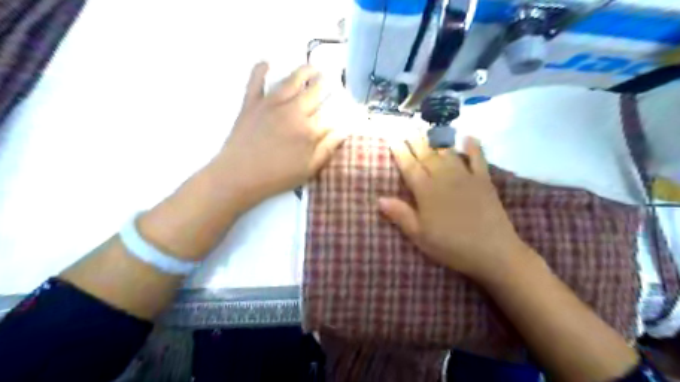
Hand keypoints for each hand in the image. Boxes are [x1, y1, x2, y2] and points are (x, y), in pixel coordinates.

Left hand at [210, 61, 347, 211]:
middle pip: (315, 91)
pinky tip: (268, 63)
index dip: (340, 109)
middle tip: (331, 82)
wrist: (238, 176)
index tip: (345, 106)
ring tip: (313, 68)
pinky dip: (261, 69)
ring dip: (305, 71)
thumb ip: (327, 148)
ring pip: (292, 80)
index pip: (331, 114)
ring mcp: (271, 104)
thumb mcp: (309, 169)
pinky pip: (256, 80)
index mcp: (309, 130)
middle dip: (326, 85)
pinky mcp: (251, 102)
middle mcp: (293, 111)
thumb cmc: (277, 176)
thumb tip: (343, 130)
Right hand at [378, 136, 529, 281]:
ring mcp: (465, 176)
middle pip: (426, 155)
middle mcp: (444, 178)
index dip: (400, 152)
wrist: (492, 251)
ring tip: (428, 129)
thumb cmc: (450, 245)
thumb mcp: (420, 235)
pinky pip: (478, 158)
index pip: (409, 166)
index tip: (393, 138)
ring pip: (447, 152)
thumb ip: (400, 215)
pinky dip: (473, 146)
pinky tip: (468, 137)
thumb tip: (379, 199)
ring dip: (436, 139)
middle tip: (407, 127)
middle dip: (415, 141)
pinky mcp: (483, 180)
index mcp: (426, 191)